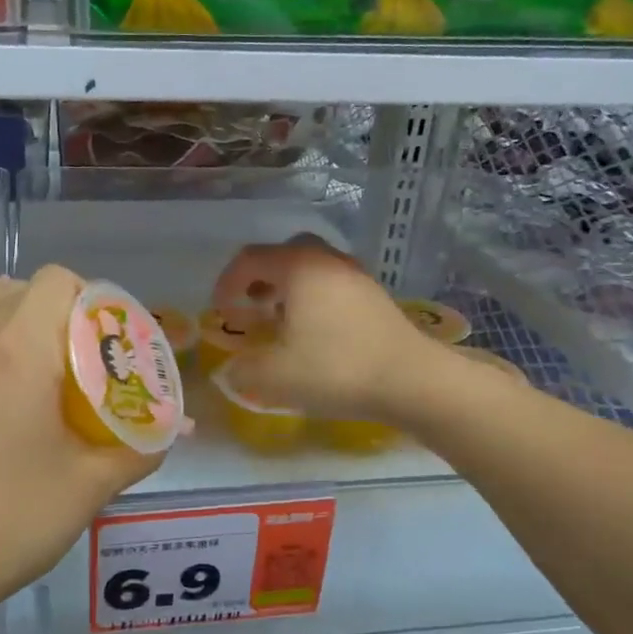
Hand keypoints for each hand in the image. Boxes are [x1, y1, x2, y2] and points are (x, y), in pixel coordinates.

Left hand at [0, 265, 164, 631]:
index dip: (91, 300)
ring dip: (16, 330)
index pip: (56, 280)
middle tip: (78, 362)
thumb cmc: (5, 520)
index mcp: (17, 347)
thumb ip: (137, 449)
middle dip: (55, 313)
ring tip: (40, 384)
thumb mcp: (87, 487)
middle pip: (17, 289)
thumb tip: (170, 431)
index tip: (110, 343)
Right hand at [218, 240, 524, 423]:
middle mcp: (327, 260)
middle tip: (251, 305)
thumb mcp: (275, 377)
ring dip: (288, 288)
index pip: (250, 259)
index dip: (227, 282)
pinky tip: (315, 333)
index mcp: (299, 268)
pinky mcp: (375, 296)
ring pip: (312, 267)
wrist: (412, 380)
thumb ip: (243, 370)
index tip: (220, 311)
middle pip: (285, 253)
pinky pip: (333, 284)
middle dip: (261, 277)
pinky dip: (313, 298)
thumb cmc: (336, 369)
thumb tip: (232, 370)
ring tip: (280, 321)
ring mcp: (356, 276)